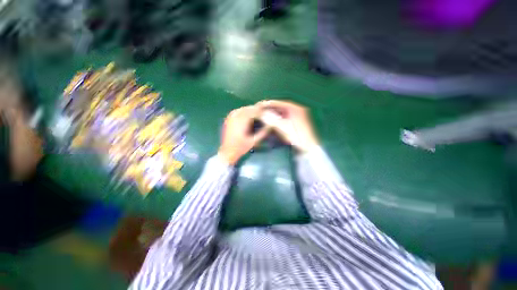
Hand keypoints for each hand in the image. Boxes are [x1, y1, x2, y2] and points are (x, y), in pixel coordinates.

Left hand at [218, 106, 269, 164]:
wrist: (227, 152)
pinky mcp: (228, 120)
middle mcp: (235, 118)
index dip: (260, 111)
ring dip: (249, 109)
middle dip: (255, 109)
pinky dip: (242, 111)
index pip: (253, 112)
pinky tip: (246, 114)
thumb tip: (271, 125)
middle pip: (247, 109)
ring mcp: (230, 118)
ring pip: (242, 109)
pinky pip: (236, 111)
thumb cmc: (241, 148)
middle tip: (262, 111)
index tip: (266, 112)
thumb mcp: (254, 141)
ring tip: (256, 112)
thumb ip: (262, 133)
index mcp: (242, 123)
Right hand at [257, 100, 318, 152]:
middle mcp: (298, 110)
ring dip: (275, 113)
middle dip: (272, 109)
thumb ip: (273, 120)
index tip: (262, 104)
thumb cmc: (297, 136)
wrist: (308, 146)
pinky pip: (286, 117)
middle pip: (282, 107)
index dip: (271, 104)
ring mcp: (298, 116)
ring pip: (284, 112)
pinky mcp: (297, 121)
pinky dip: (279, 118)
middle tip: (263, 110)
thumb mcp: (284, 128)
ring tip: (266, 115)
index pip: (281, 103)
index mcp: (297, 109)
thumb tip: (262, 115)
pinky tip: (274, 120)